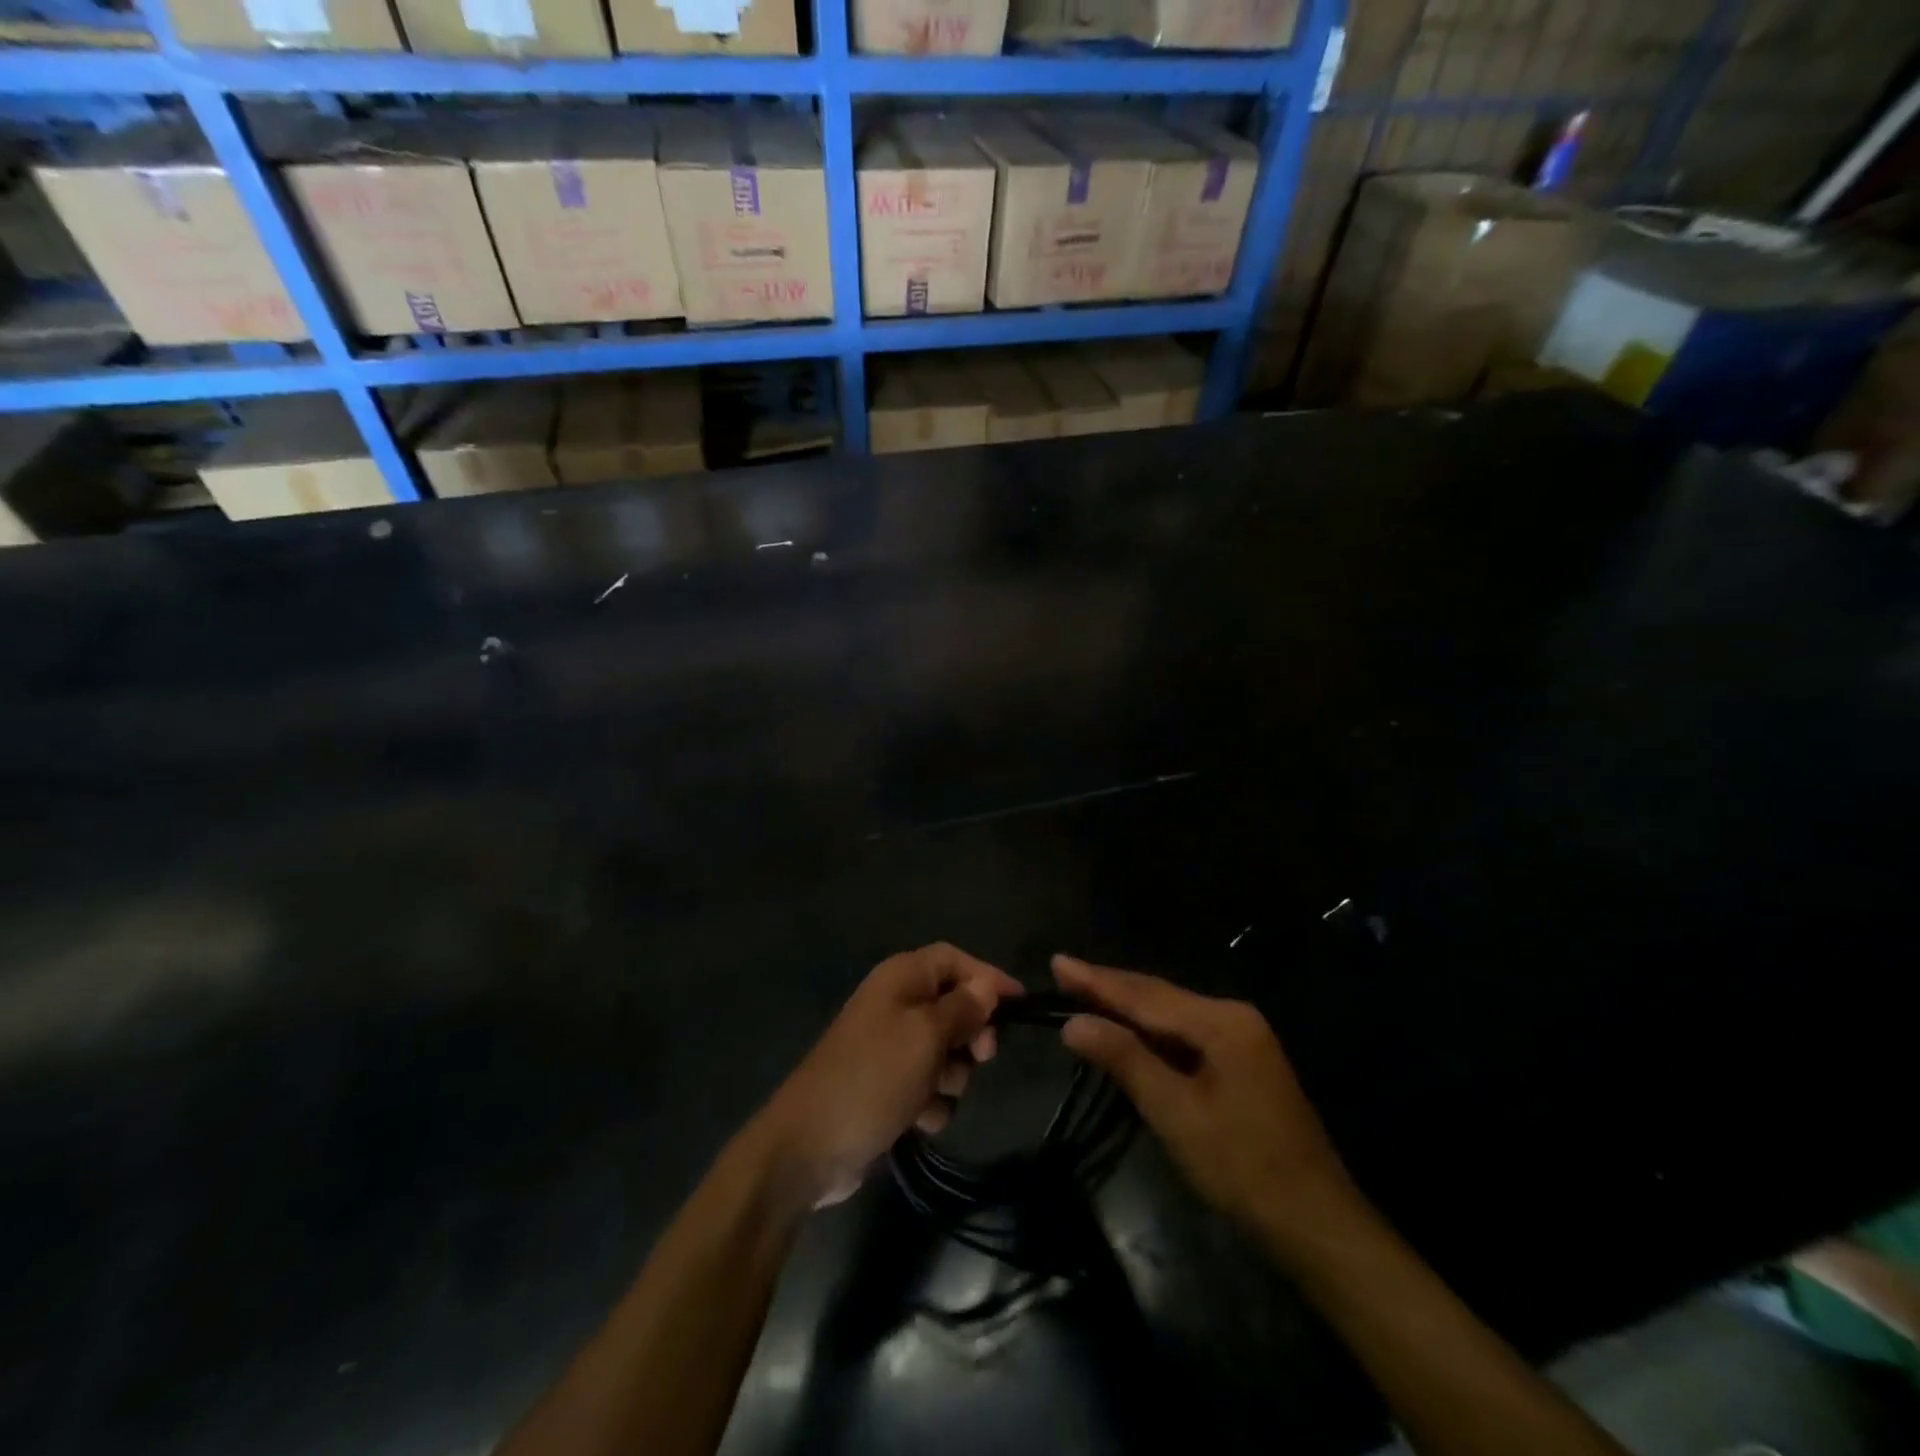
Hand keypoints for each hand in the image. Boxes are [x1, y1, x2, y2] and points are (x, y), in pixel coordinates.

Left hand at [753, 944, 1021, 1210]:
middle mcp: (895, 1004)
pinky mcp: (887, 1086)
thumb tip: (986, 986)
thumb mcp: (926, 1035)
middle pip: (953, 1004)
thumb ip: (962, 1008)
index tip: (1019, 1005)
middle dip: (970, 1033)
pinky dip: (931, 1102)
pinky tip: (918, 1119)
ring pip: (945, 1050)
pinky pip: (927, 1084)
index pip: (953, 959)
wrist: (810, 1147)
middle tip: (979, 1057)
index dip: (987, 977)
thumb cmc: (873, 1077)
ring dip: (950, 1075)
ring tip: (933, 1094)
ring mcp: (889, 1047)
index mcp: (900, 978)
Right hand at [1053, 954, 1356, 1248]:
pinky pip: (1185, 1034)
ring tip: (1082, 994)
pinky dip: (1150, 1031)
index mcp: (1221, 1021)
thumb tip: (1073, 1023)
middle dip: (1109, 987)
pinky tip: (1127, 1032)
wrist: (1316, 1222)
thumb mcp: (1176, 1113)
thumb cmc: (1243, 1168)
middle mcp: (1233, 1016)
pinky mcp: (1241, 1062)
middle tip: (1063, 973)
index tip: (1057, 961)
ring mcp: (1241, 1038)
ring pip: (1171, 1014)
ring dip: (1127, 1008)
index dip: (1096, 980)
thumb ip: (1125, 1060)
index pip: (1144, 994)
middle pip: (1158, 996)